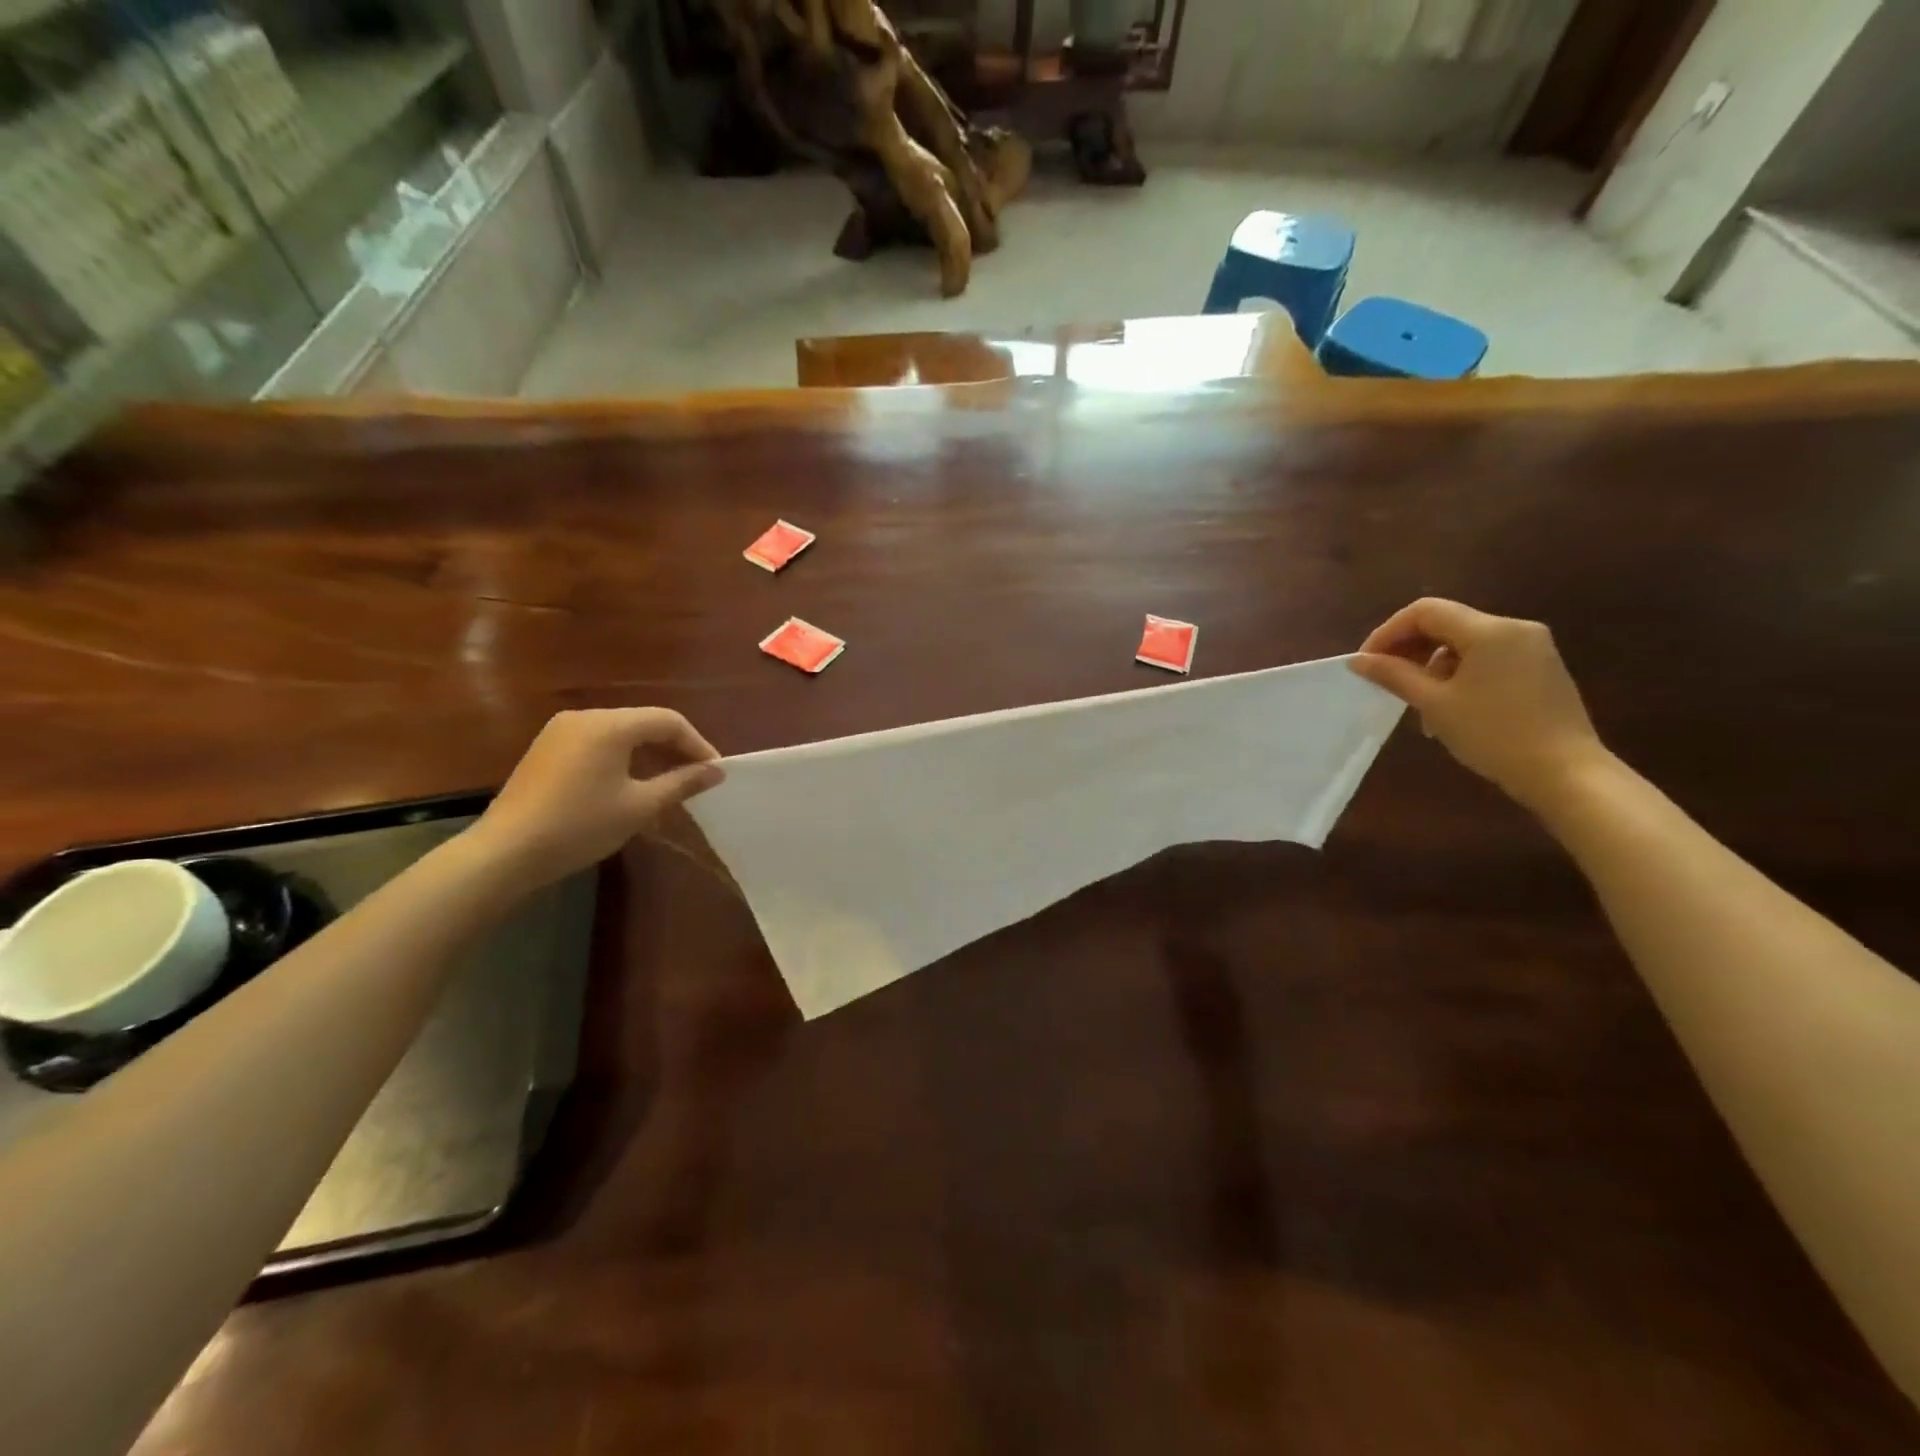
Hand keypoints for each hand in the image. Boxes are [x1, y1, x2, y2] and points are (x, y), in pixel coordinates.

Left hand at [472, 708, 724, 885]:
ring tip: (669, 783)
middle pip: (644, 722)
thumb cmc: (580, 826)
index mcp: (609, 725)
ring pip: (621, 733)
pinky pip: (598, 743)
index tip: (715, 772)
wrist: (505, 852)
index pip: (668, 721)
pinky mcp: (547, 749)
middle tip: (697, 778)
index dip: (697, 744)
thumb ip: (681, 783)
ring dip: (649, 754)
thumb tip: (716, 771)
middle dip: (675, 748)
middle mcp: (585, 717)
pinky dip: (623, 758)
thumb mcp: (639, 806)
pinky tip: (630, 784)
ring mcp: (561, 731)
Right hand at [1349, 598, 1607, 812]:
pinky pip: (1487, 658)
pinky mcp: (1540, 668)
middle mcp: (1515, 628)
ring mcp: (1532, 648)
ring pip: (1465, 643)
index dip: (1388, 632)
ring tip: (1417, 703)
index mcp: (1490, 631)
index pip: (1425, 611)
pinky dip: (1459, 673)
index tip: (1367, 663)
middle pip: (1446, 623)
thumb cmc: (1494, 735)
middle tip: (1385, 679)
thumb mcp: (1435, 704)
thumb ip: (1394, 675)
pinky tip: (1449, 706)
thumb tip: (1358, 660)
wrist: (1565, 773)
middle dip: (1409, 648)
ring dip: (1431, 665)